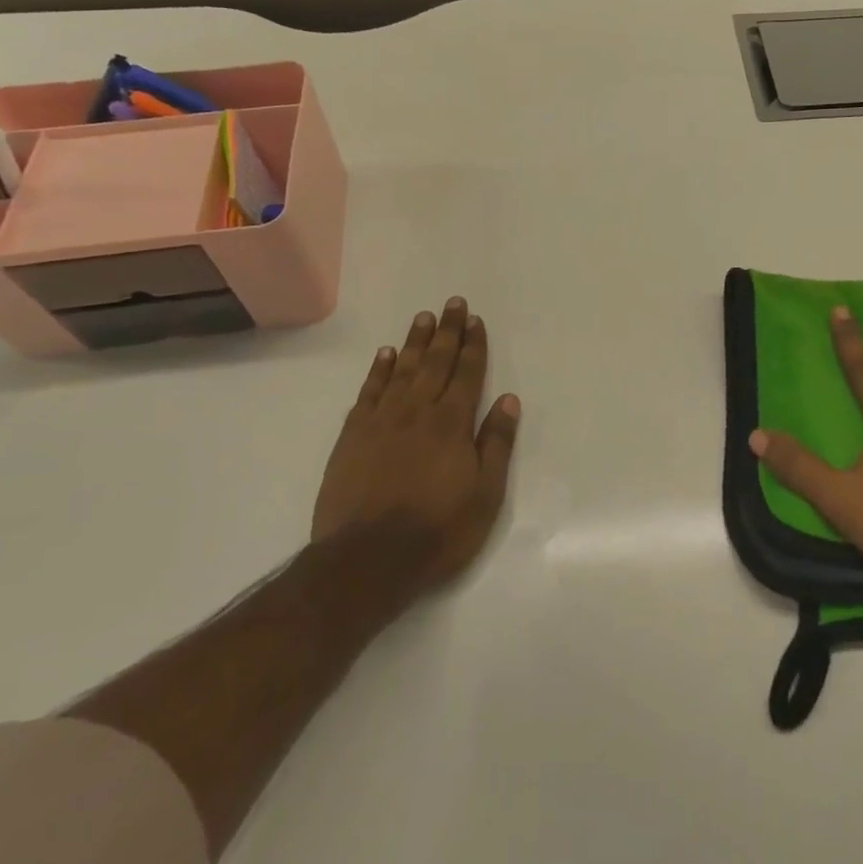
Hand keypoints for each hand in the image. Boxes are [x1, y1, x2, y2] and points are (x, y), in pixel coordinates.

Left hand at [314, 298, 520, 601]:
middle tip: (452, 303)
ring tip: (424, 318)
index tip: (475, 320)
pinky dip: (379, 370)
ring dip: (415, 342)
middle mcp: (417, 411)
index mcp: (452, 423)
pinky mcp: (353, 436)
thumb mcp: (485, 494)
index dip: (473, 345)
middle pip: (436, 362)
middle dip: (448, 332)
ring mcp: (381, 421)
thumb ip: (496, 443)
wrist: (367, 560)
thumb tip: (509, 400)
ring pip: (402, 370)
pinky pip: (369, 391)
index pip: (467, 373)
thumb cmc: (437, 531)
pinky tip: (386, 354)